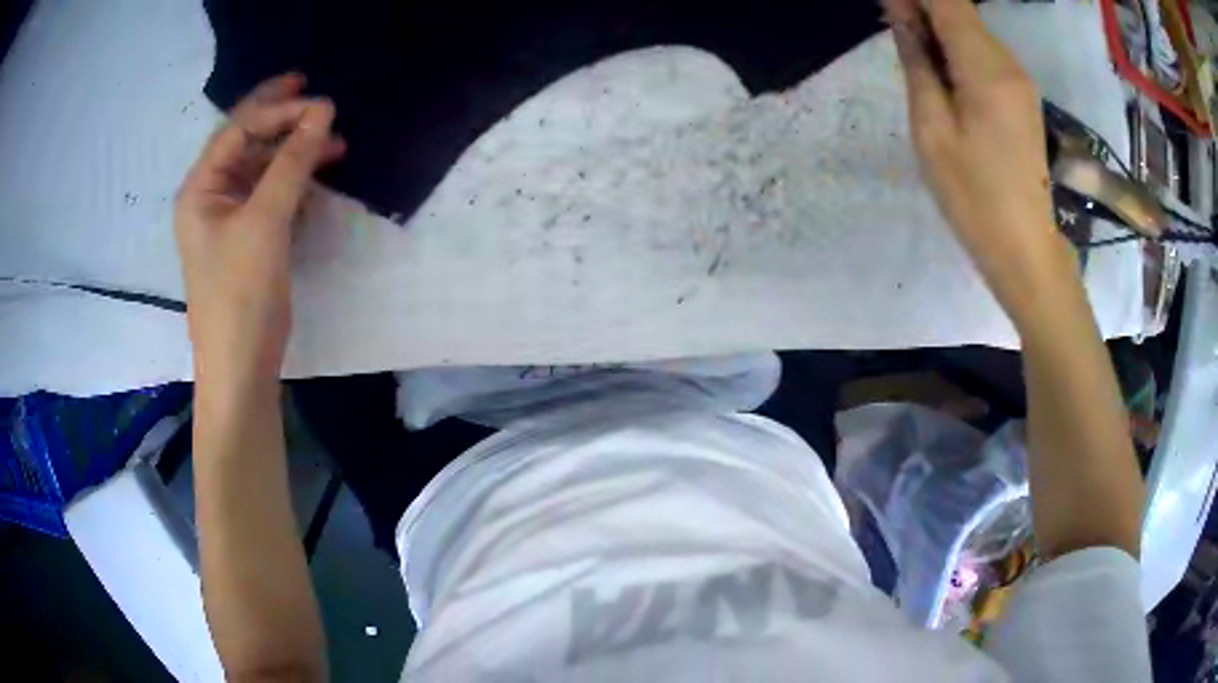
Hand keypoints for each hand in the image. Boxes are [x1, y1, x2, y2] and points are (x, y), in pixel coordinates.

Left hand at [175, 73, 343, 385]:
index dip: (277, 110)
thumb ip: (293, 161)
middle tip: (326, 108)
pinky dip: (296, 184)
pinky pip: (272, 195)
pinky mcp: (249, 238)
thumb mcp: (265, 221)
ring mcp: (230, 218)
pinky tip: (319, 183)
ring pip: (264, 168)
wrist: (241, 367)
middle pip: (249, 143)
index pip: (238, 130)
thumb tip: (323, 110)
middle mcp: (211, 196)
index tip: (322, 104)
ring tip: (335, 147)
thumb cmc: (241, 294)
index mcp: (200, 188)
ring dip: (296, 154)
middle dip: (286, 124)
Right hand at [885, 0, 1073, 318]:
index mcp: (986, 68)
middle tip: (892, 28)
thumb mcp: (932, 129)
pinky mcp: (1023, 97)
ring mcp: (1020, 80)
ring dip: (939, 29)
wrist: (1026, 250)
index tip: (888, 7)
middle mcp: (1009, 63)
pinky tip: (942, 73)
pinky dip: (958, 49)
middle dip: (923, 8)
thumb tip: (901, 15)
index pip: (947, 1)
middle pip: (961, 11)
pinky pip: (986, 54)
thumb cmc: (974, 198)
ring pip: (973, 30)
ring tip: (911, 51)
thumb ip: (918, 63)